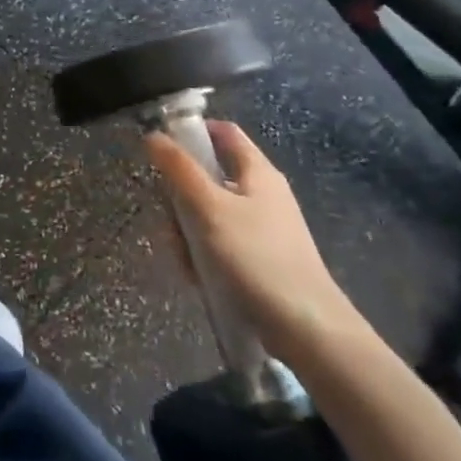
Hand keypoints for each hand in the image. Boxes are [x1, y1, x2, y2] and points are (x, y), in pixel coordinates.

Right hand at [145, 120, 361, 361]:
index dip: (192, 132)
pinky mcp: (261, 260)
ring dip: (188, 231)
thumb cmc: (256, 257)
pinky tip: (197, 277)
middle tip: (169, 218)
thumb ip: (179, 169)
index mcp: (257, 172)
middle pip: (209, 177)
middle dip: (181, 196)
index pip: (223, 132)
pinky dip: (204, 255)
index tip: (161, 148)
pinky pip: (221, 245)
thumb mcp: (209, 208)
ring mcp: (264, 229)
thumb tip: (154, 135)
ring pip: (210, 214)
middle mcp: (263, 194)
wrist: (306, 329)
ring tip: (184, 258)